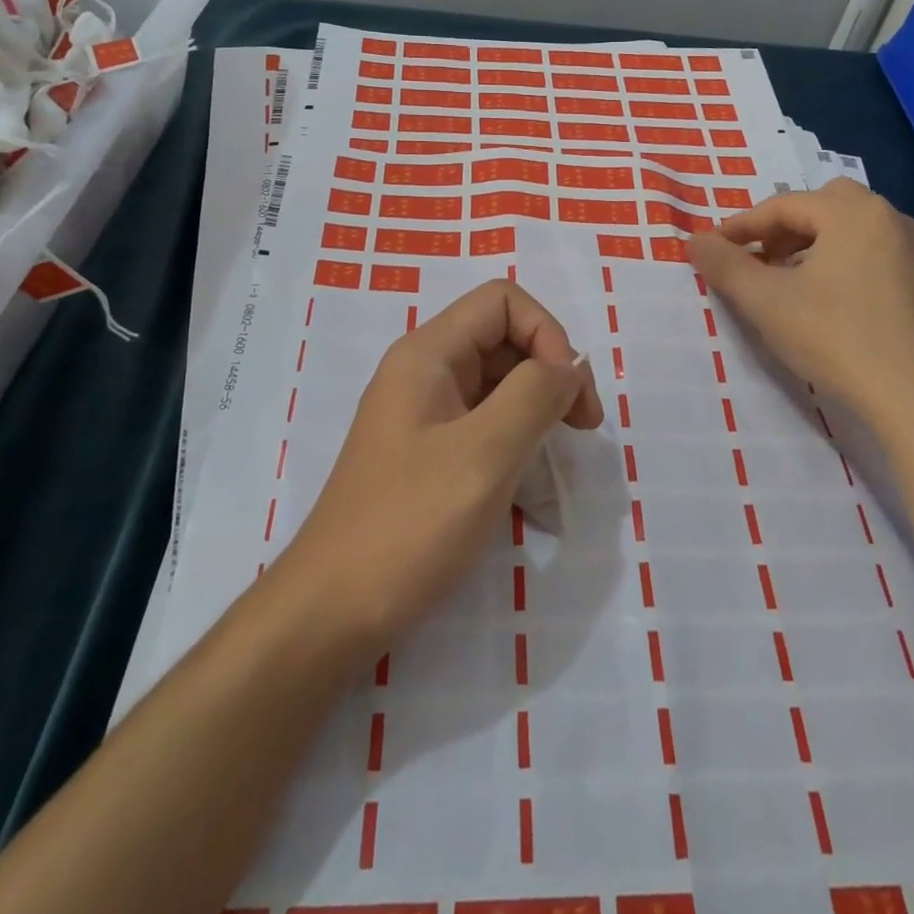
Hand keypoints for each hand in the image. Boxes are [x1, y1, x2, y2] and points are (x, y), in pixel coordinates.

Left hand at [276, 280, 603, 658]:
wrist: (332, 613)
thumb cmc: (409, 526)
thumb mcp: (484, 454)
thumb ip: (535, 395)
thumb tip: (570, 365)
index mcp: (428, 354)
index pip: (503, 301)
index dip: (547, 333)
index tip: (569, 395)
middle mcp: (424, 372)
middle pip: (503, 337)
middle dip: (550, 370)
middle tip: (581, 428)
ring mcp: (424, 414)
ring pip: (498, 382)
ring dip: (537, 407)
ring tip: (558, 455)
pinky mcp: (428, 453)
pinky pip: (484, 423)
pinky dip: (516, 438)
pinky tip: (530, 481)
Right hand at [687, 178, 913, 439]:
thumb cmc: (836, 338)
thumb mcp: (766, 301)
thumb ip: (725, 265)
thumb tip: (695, 240)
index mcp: (852, 212)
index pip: (783, 205)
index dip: (742, 226)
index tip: (712, 249)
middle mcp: (890, 219)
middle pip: (824, 205)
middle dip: (784, 228)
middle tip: (759, 259)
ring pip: (852, 229)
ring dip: (813, 244)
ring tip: (788, 281)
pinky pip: (874, 254)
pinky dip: (842, 262)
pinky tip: (829, 302)